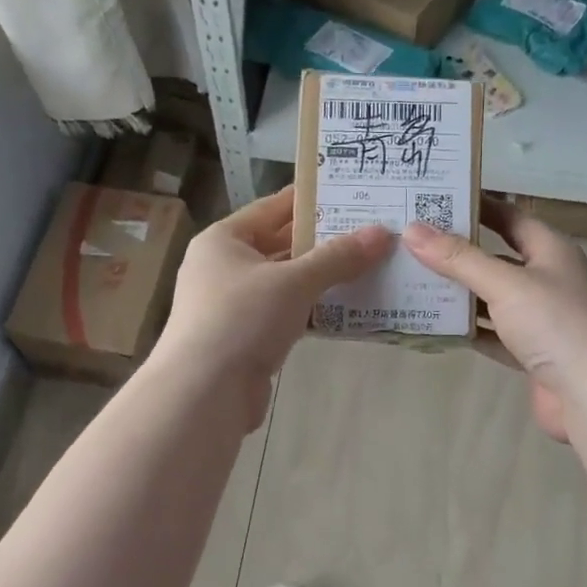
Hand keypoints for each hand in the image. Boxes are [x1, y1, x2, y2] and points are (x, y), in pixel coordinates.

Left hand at [155, 185, 389, 424]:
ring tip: (369, 266)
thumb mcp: (293, 281)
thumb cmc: (241, 319)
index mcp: (223, 240)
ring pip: (286, 282)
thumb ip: (338, 257)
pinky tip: (348, 309)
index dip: (311, 200)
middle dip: (323, 242)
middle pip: (280, 245)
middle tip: (370, 231)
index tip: (350, 193)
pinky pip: (286, 314)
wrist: (204, 393)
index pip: (272, 207)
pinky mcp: (246, 338)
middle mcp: (224, 267)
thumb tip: (382, 233)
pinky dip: (312, 310)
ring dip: (322, 278)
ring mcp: (233, 305)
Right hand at [403, 198, 586, 441]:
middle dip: (457, 251)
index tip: (433, 199)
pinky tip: (434, 325)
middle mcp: (546, 278)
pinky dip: (467, 329)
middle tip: (410, 241)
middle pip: (495, 256)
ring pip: (491, 297)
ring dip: (458, 292)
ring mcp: (539, 317)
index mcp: (550, 249)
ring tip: (411, 280)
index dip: (475, 206)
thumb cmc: (557, 325)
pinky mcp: (530, 352)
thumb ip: (459, 259)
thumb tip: (412, 230)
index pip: (508, 216)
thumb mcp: (506, 284)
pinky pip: (492, 333)